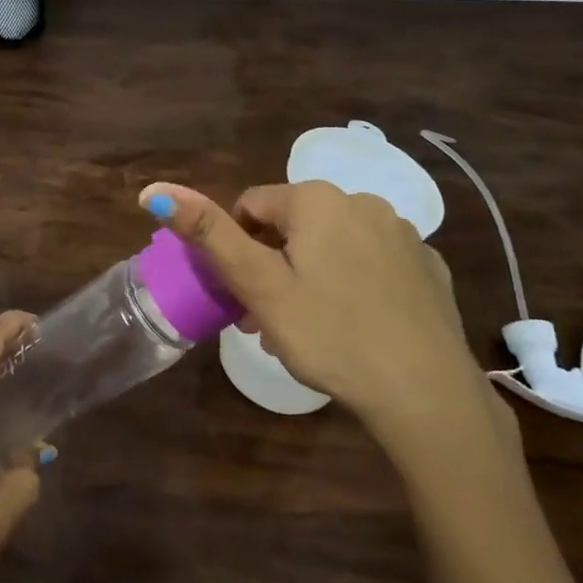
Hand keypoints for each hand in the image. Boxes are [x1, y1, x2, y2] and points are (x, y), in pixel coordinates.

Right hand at [141, 180, 503, 453]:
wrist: (426, 392)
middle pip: (292, 226)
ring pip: (332, 245)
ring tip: (307, 331)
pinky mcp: (428, 267)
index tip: (241, 295)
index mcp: (316, 200)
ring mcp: (402, 234)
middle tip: (267, 321)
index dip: (236, 248)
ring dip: (309, 275)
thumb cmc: (329, 334)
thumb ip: (208, 233)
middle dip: (271, 265)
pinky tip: (356, 326)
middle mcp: (362, 201)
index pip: (250, 205)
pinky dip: (353, 285)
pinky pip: (372, 264)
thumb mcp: (258, 286)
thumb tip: (154, 190)